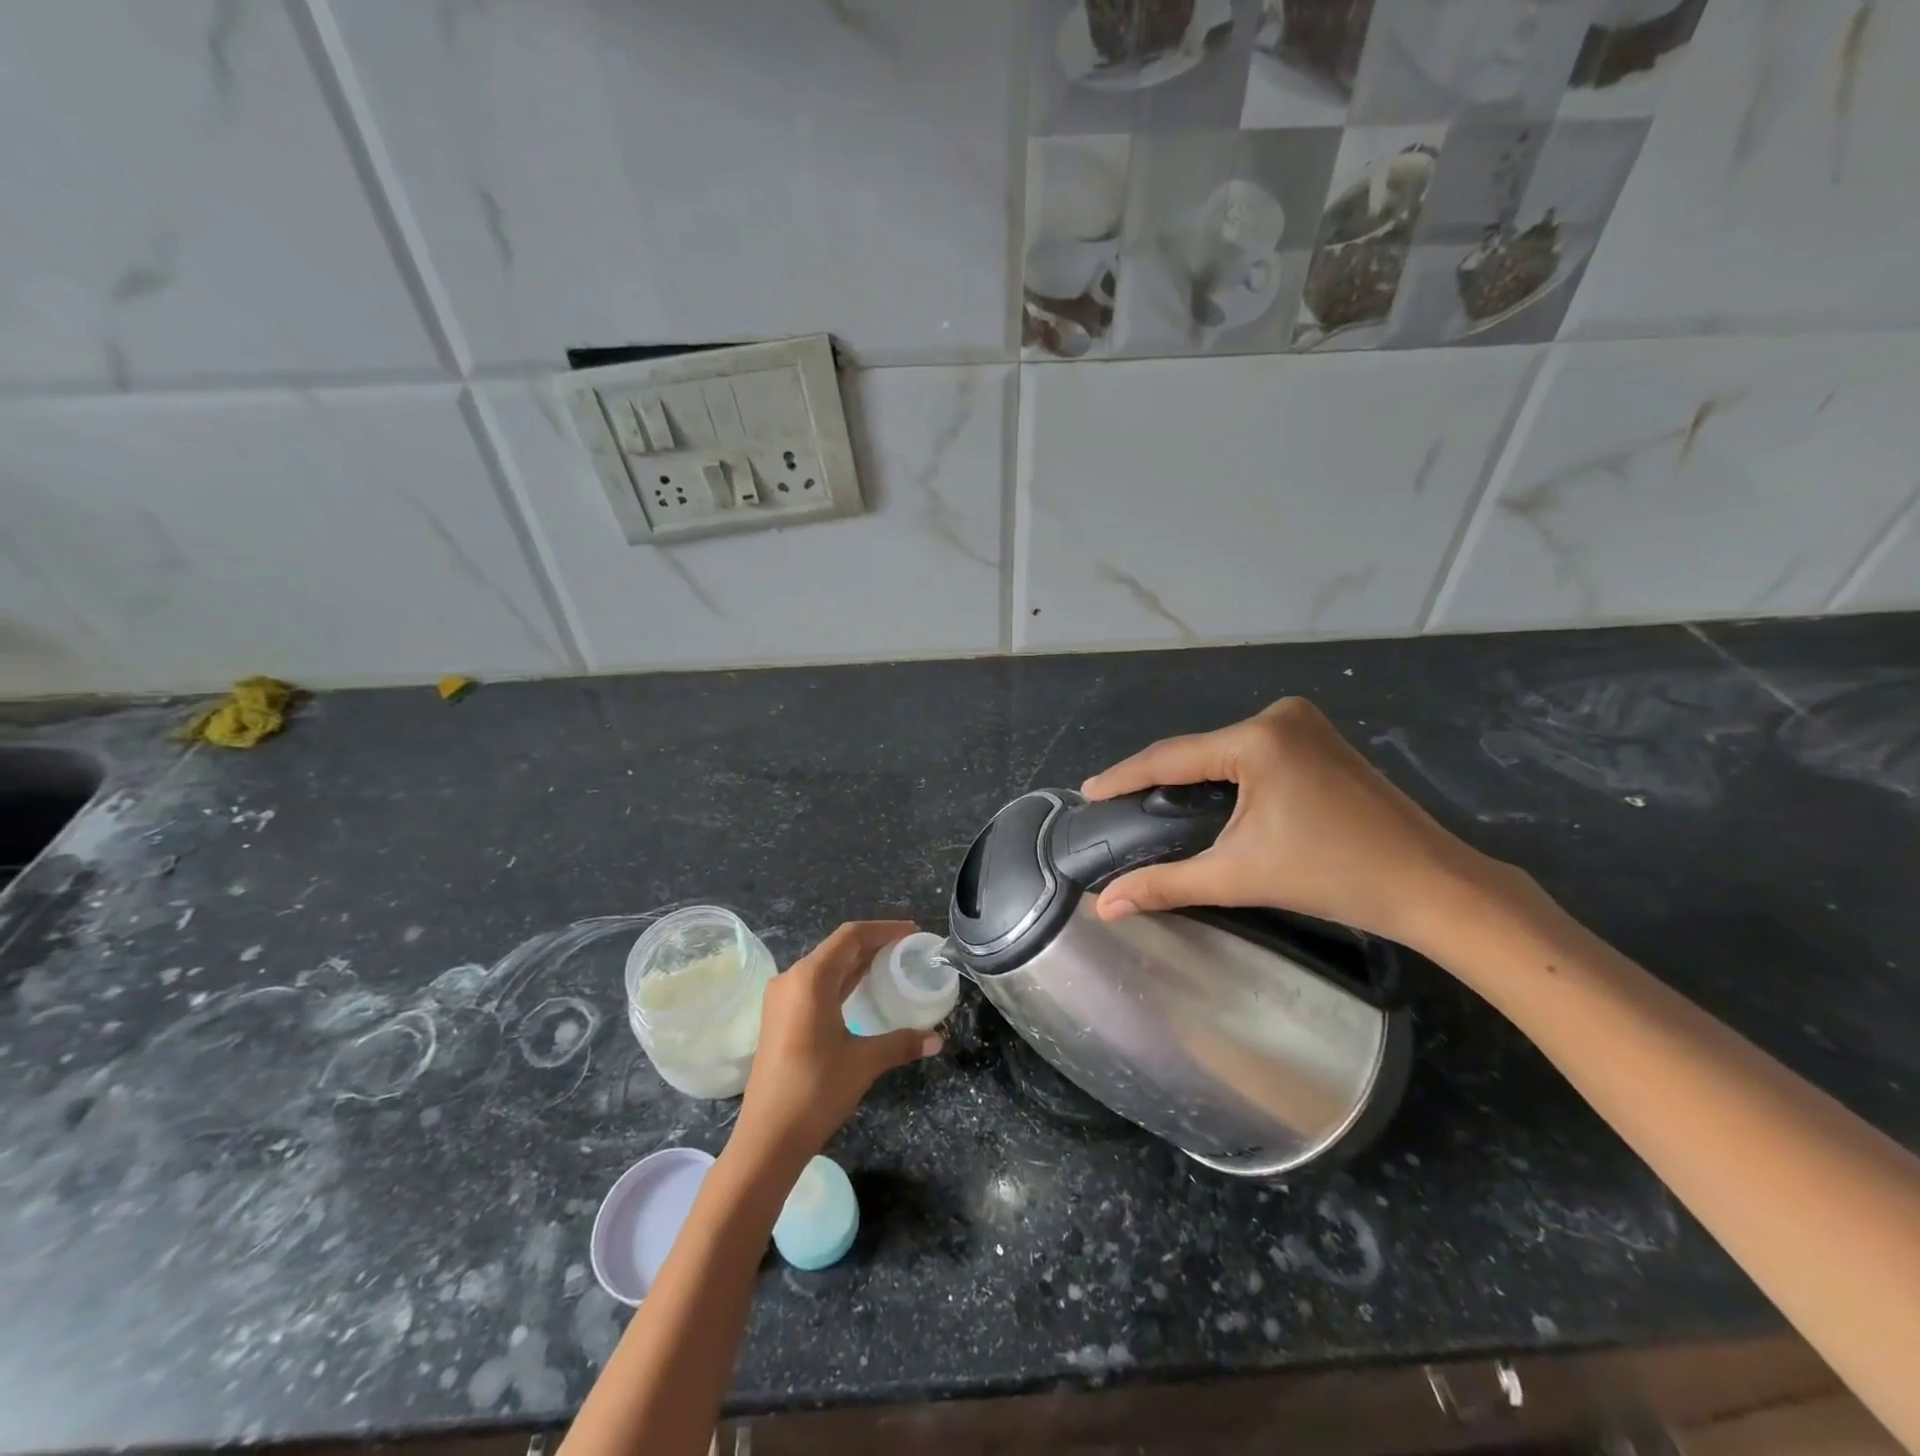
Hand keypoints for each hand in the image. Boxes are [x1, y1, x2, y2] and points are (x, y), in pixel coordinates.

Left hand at [731, 922, 942, 1172]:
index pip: (851, 936)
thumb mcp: (864, 1062)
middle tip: (909, 949)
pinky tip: (864, 991)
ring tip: (892, 965)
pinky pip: (817, 985)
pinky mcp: (781, 1018)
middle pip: (838, 948)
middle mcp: (792, 979)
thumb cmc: (815, 1090)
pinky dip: (843, 980)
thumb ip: (902, 1043)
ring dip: (858, 962)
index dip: (884, 929)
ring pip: (826, 966)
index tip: (913, 932)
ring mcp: (782, 999)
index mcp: (810, 978)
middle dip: (874, 943)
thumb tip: (938, 1039)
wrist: (767, 1138)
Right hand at [1081, 698, 1499, 950]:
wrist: (1431, 886)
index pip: (1171, 757)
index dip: (1124, 776)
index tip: (1087, 792)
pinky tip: (1209, 798)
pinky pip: (1252, 753)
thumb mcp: (1239, 876)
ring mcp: (1304, 724)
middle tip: (1118, 806)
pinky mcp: (1320, 739)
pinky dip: (1225, 775)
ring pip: (1224, 752)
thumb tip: (1105, 907)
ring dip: (1191, 778)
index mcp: (1257, 739)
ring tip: (1153, 805)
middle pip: (1198, 752)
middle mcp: (1278, 717)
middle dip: (1158, 780)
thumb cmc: (1333, 876)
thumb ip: (1166, 884)